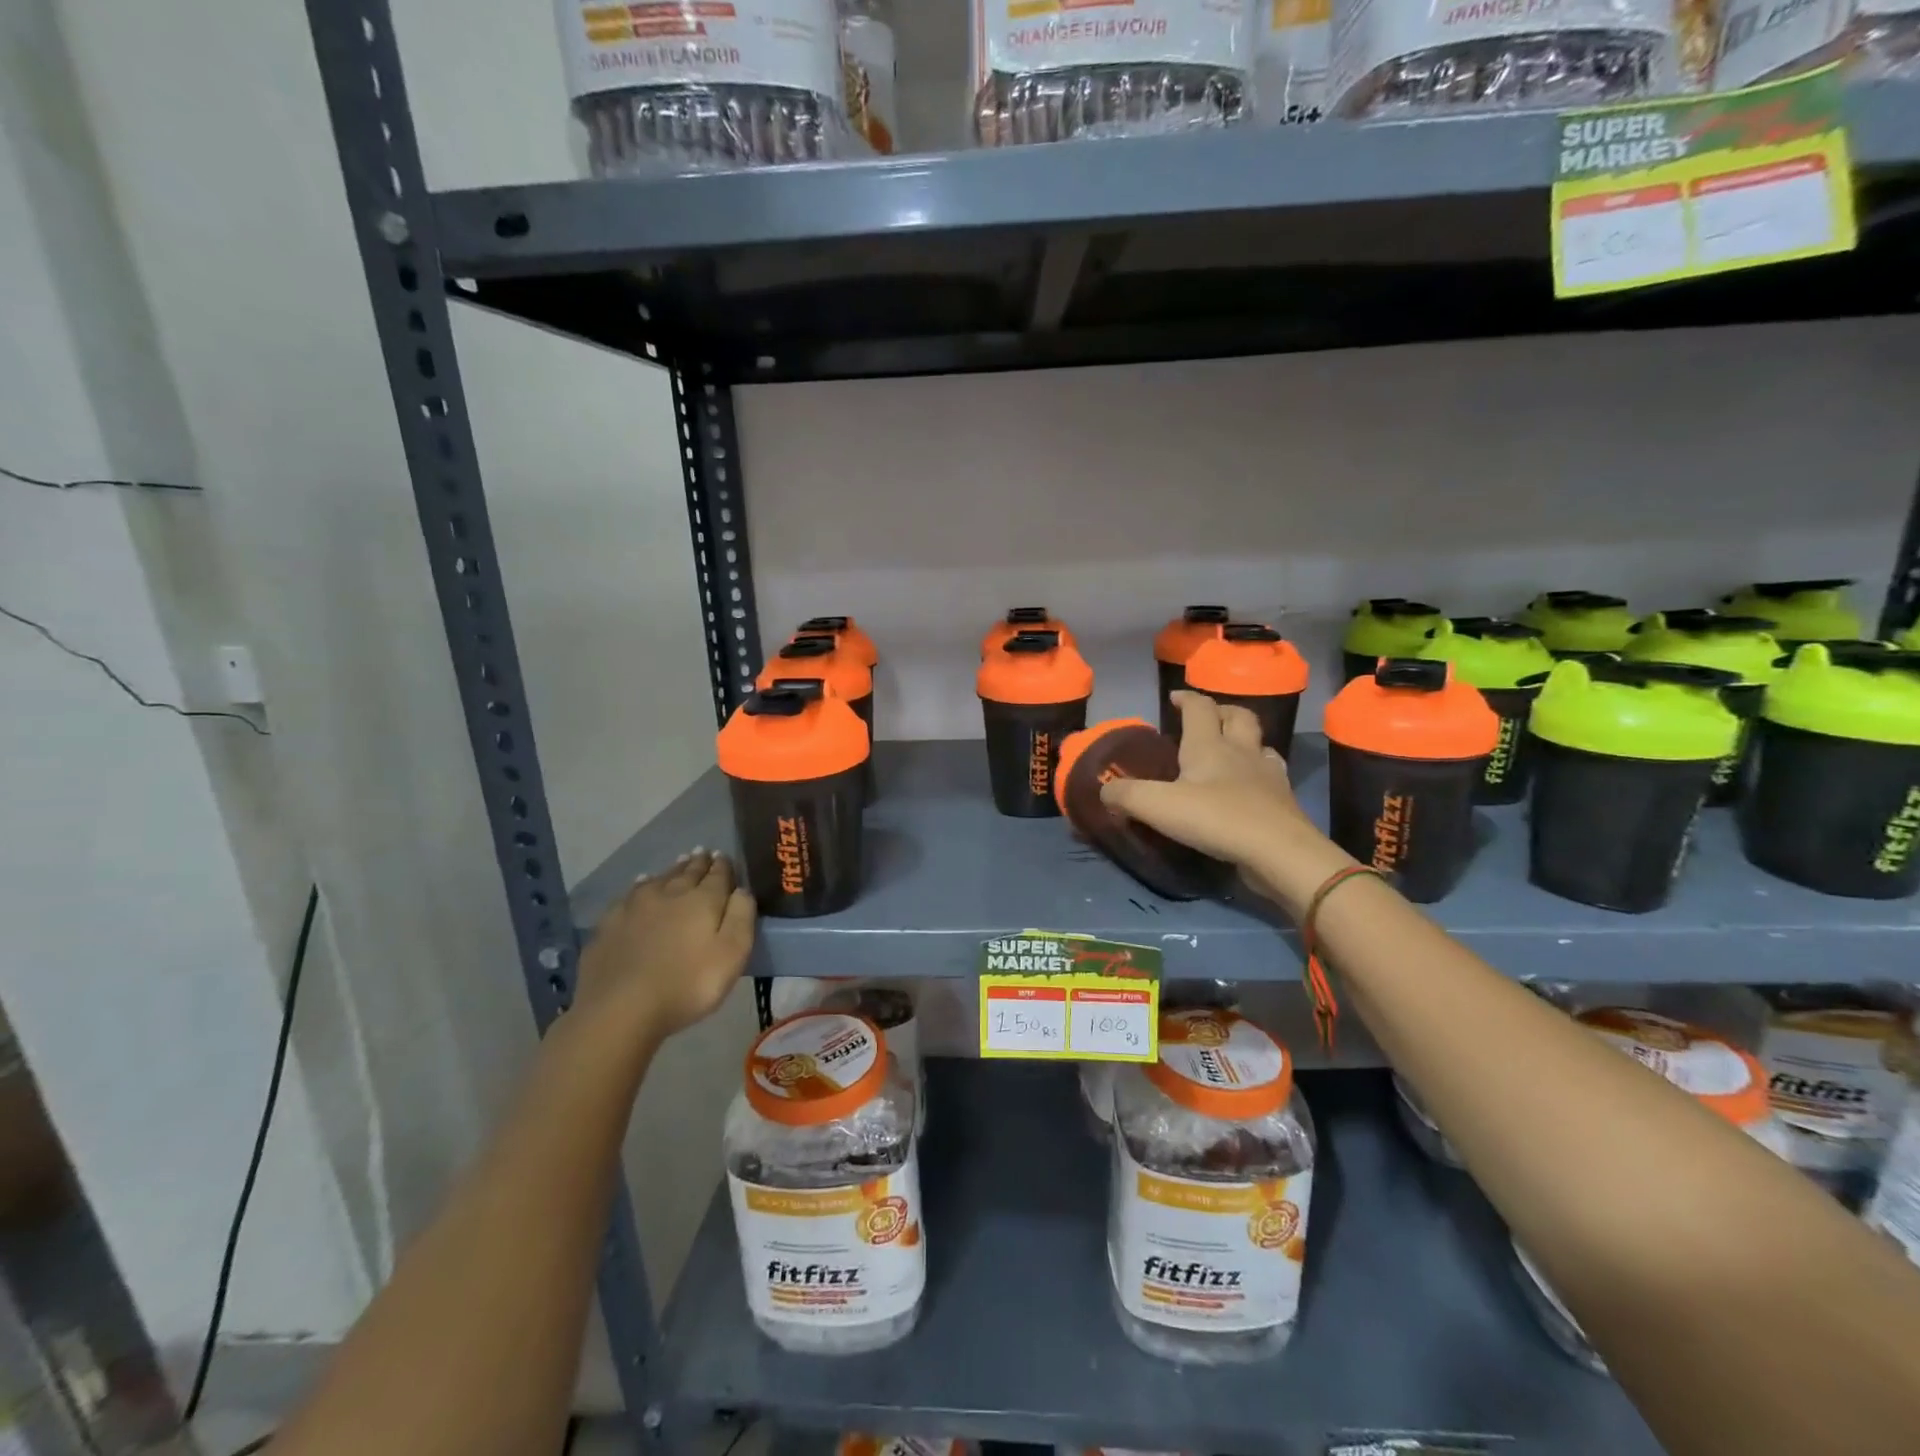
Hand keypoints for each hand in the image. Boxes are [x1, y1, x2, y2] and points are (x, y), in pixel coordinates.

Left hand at [575, 850, 755, 1042]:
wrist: (620, 1008)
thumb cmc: (687, 984)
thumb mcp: (732, 954)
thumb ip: (741, 917)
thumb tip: (742, 889)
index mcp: (702, 900)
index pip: (718, 875)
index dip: (724, 866)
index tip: (725, 856)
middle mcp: (669, 893)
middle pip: (687, 872)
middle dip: (699, 863)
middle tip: (704, 853)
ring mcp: (635, 907)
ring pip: (659, 879)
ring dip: (673, 870)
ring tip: (680, 862)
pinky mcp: (610, 924)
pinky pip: (631, 895)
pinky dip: (641, 885)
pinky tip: (641, 884)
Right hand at [1099, 692, 1353, 915]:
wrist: (1278, 852)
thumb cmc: (1216, 819)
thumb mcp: (1158, 806)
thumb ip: (1125, 795)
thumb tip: (1105, 790)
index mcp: (1209, 745)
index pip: (1199, 708)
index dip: (1186, 699)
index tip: (1174, 698)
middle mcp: (1241, 751)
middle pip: (1238, 717)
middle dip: (1221, 711)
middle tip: (1207, 718)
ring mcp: (1267, 775)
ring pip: (1260, 744)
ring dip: (1246, 739)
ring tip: (1232, 750)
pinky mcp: (1283, 802)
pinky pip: (1272, 775)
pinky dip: (1261, 772)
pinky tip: (1253, 785)